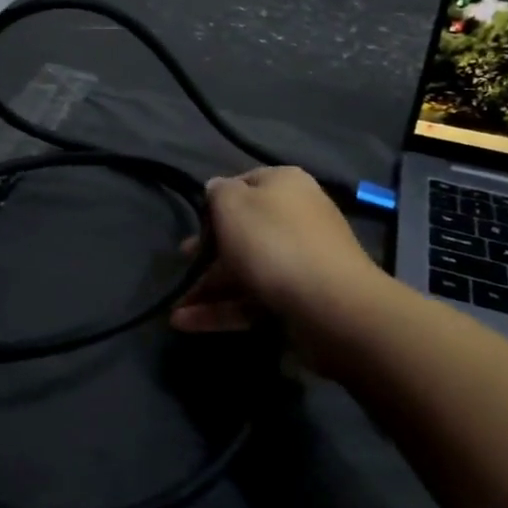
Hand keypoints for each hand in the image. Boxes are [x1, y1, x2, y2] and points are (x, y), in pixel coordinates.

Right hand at [170, 168, 381, 368]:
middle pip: (243, 231)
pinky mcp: (299, 299)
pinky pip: (254, 300)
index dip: (215, 202)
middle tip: (182, 264)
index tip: (195, 223)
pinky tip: (187, 323)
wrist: (332, 306)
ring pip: (246, 269)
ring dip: (208, 288)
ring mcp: (300, 261)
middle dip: (208, 252)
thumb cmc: (273, 242)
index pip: (243, 183)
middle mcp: (297, 217)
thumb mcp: (232, 203)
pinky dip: (222, 310)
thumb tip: (217, 190)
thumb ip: (217, 192)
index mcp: (285, 185)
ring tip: (175, 309)